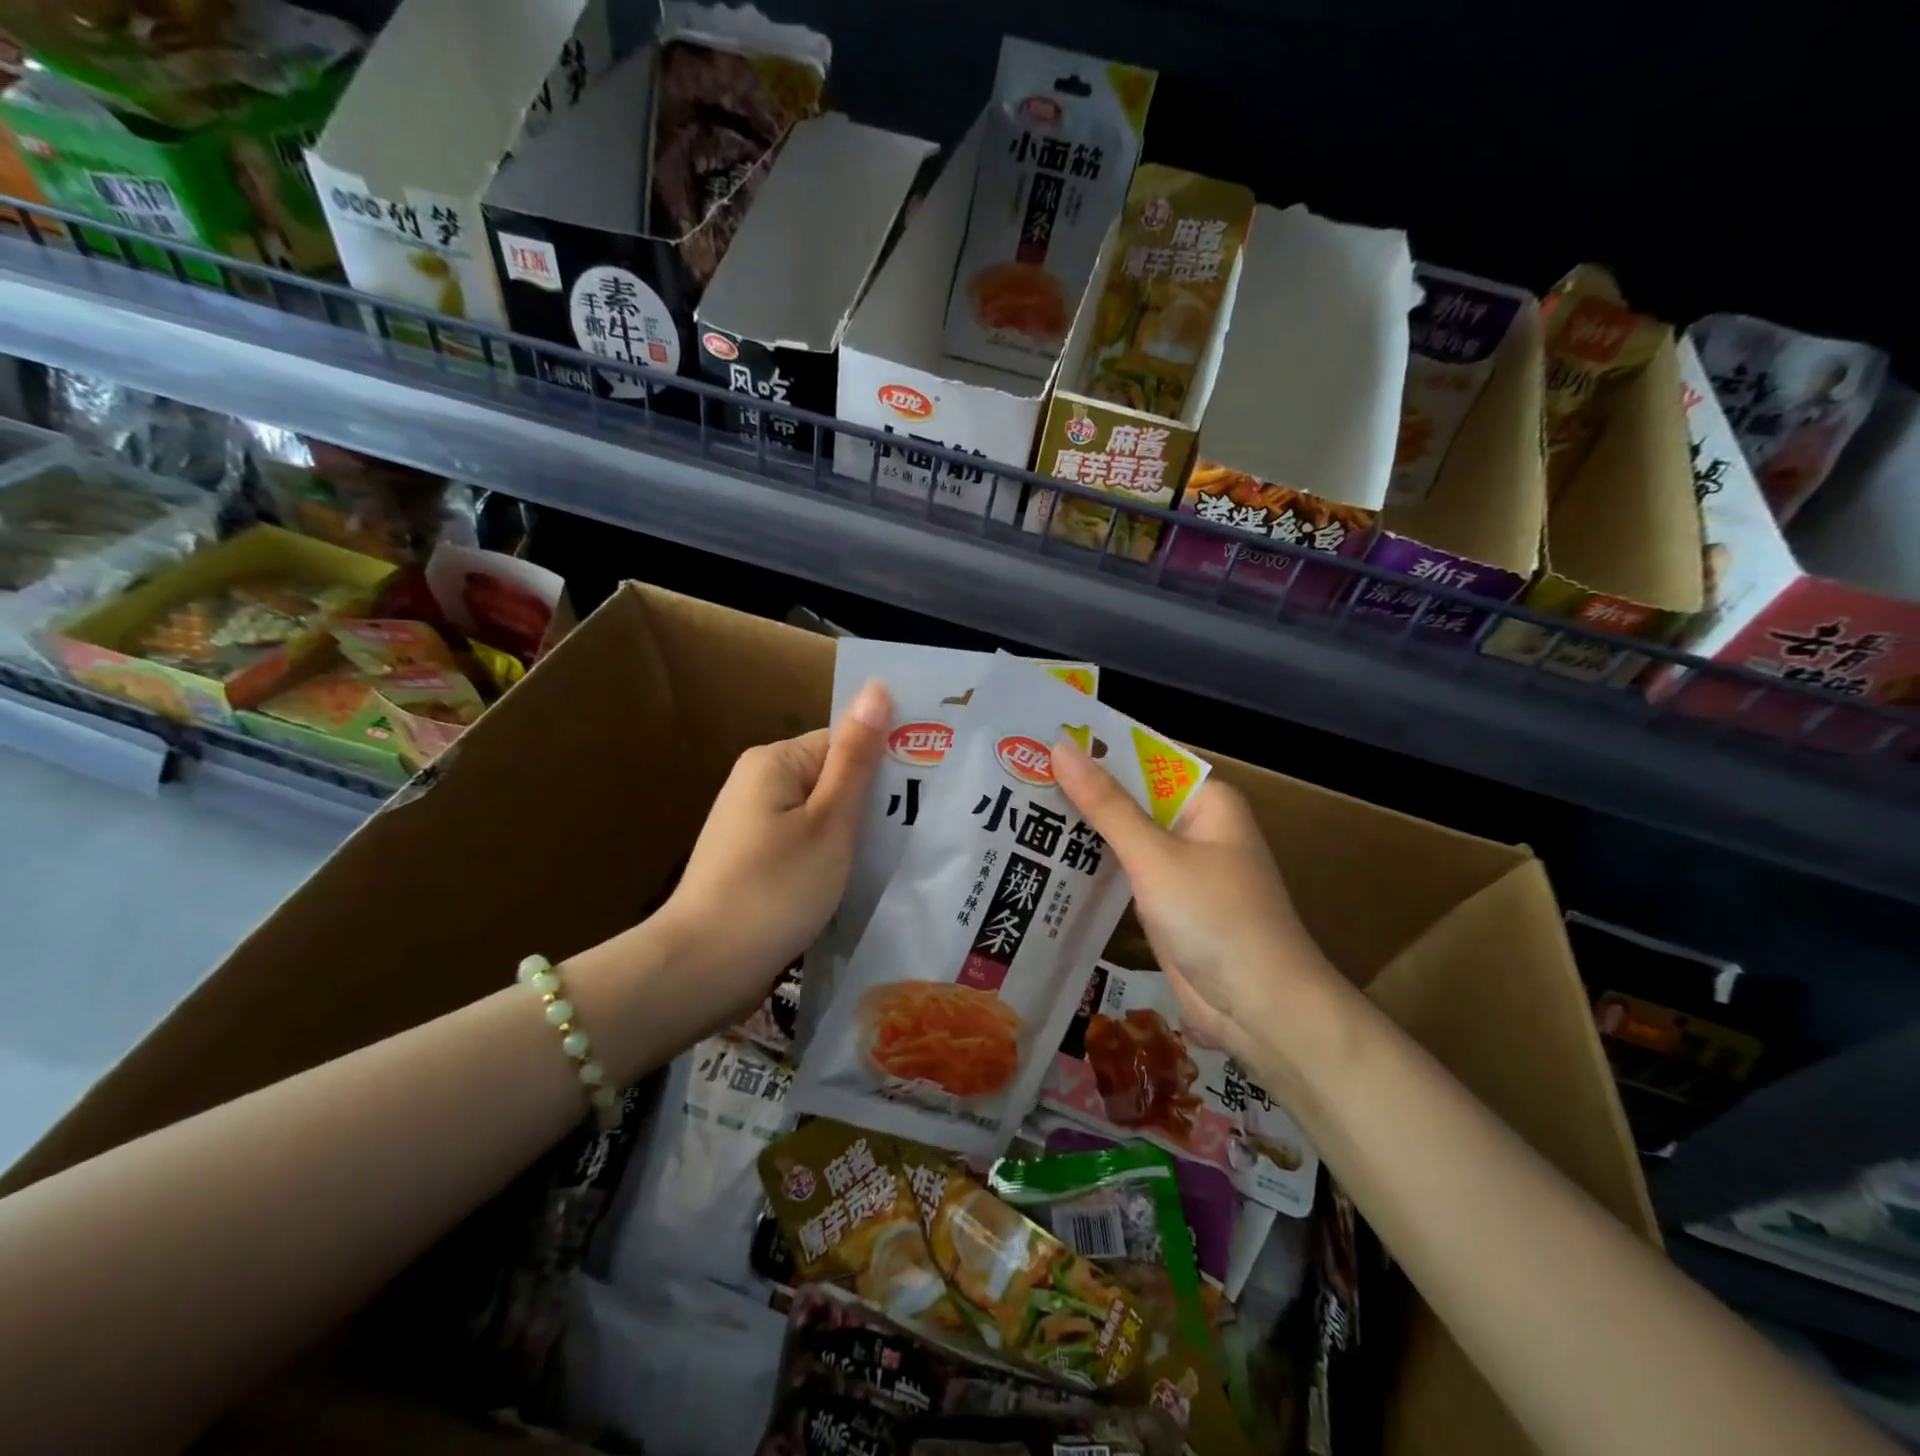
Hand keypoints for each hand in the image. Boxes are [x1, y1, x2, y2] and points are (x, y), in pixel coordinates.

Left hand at [650, 682, 890, 1036]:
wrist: (703, 968)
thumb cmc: (775, 888)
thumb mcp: (829, 821)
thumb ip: (856, 757)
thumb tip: (877, 688)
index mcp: (774, 761)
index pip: (845, 742)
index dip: (884, 767)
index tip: (921, 800)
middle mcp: (758, 782)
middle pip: (832, 778)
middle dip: (869, 805)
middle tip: (914, 836)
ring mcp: (751, 824)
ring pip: (820, 816)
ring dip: (852, 836)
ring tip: (891, 862)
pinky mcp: (751, 860)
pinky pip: (803, 844)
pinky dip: (828, 859)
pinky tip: (852, 882)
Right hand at [1051, 738, 1341, 1071]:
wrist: (1260, 1009)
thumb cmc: (1215, 918)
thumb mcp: (1155, 856)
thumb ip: (1106, 804)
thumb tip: (1059, 747)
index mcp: (1206, 801)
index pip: (1143, 758)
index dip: (1096, 749)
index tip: (1041, 739)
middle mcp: (1195, 826)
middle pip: (1131, 796)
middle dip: (1082, 789)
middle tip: (1016, 773)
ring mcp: (1181, 866)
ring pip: (1124, 835)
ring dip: (1084, 828)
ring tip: (1019, 808)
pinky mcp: (1167, 902)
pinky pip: (1125, 871)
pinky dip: (1094, 864)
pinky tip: (1047, 856)